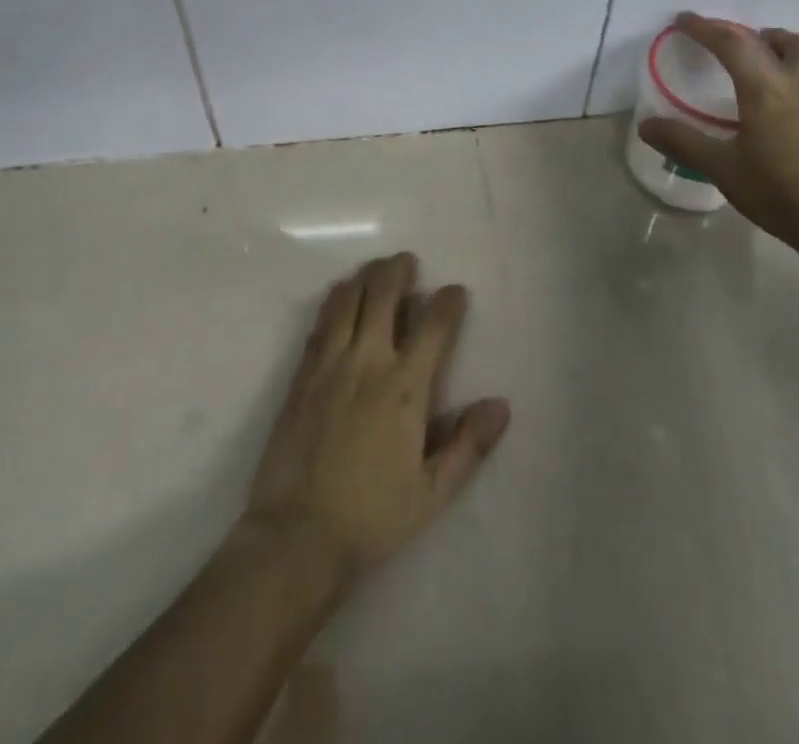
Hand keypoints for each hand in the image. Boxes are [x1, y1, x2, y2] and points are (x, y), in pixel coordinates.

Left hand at [240, 253, 510, 596]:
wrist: (298, 536)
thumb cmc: (373, 517)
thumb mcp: (432, 492)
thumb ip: (468, 445)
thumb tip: (500, 405)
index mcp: (405, 389)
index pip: (433, 327)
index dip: (447, 302)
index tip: (455, 291)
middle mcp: (368, 363)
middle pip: (383, 296)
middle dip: (398, 271)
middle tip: (407, 261)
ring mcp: (329, 365)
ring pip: (348, 301)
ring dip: (364, 277)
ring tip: (375, 268)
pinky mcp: (301, 375)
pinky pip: (320, 323)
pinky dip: (333, 301)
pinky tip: (338, 295)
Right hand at [638, 13, 798, 256]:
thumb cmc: (780, 192)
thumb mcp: (723, 169)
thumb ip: (683, 142)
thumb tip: (646, 124)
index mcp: (767, 89)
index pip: (732, 43)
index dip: (704, 28)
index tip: (682, 21)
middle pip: (785, 41)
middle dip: (755, 33)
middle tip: (730, 44)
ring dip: (778, 52)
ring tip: (753, 71)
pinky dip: (789, 78)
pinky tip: (774, 109)